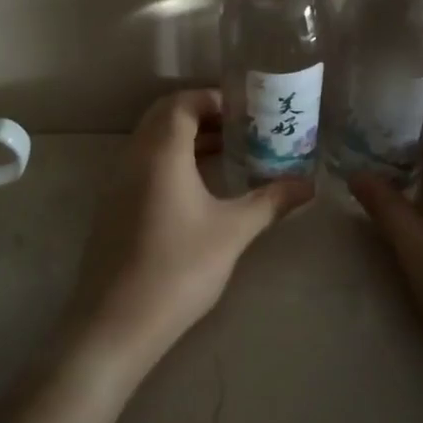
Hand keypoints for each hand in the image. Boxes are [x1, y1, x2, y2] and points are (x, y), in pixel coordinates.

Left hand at [63, 89, 311, 382]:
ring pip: (152, 139)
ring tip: (226, 153)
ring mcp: (118, 182)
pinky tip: (198, 187)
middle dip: (202, 113)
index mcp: (161, 152)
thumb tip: (309, 185)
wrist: (115, 324)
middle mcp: (134, 157)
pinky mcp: (113, 205)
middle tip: (239, 127)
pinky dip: (170, 159)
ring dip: (186, 137)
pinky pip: (143, 162)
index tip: (246, 111)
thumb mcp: (232, 232)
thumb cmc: (178, 268)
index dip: (213, 98)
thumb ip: (271, 202)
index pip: (183, 102)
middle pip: (165, 115)